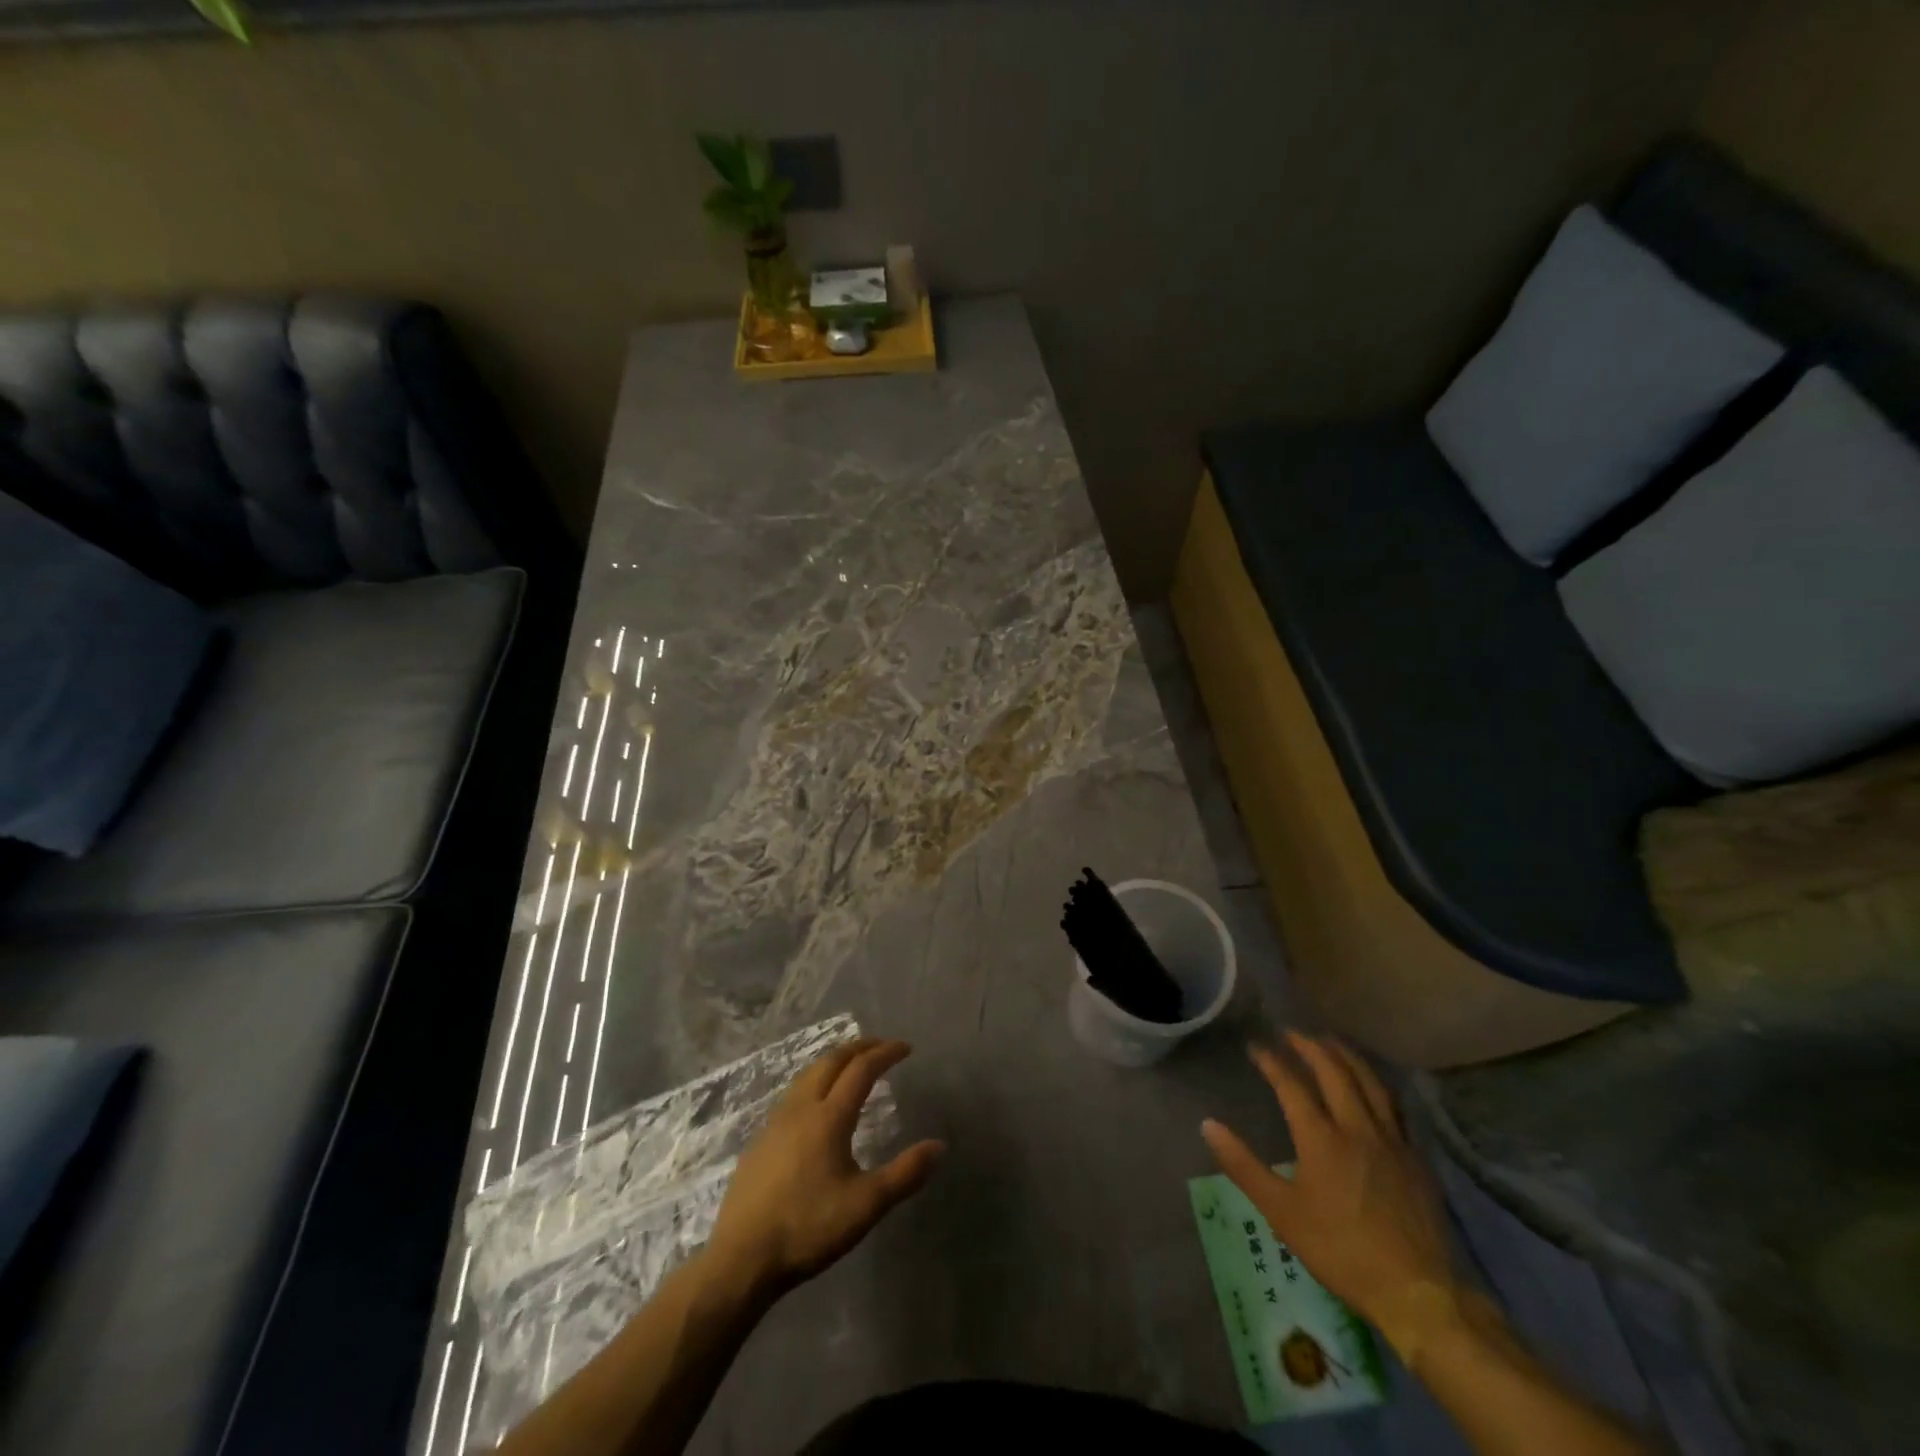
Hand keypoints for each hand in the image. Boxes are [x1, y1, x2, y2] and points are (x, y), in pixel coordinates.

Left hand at [706, 1038, 944, 1298]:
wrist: (741, 1258)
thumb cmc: (808, 1227)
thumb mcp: (866, 1205)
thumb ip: (905, 1173)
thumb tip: (939, 1146)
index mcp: (829, 1117)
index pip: (861, 1069)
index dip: (885, 1053)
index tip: (906, 1048)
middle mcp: (801, 1108)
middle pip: (832, 1061)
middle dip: (859, 1047)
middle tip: (882, 1046)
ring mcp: (776, 1122)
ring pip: (808, 1073)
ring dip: (834, 1060)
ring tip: (851, 1063)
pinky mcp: (760, 1140)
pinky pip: (793, 1093)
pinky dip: (814, 1080)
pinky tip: (816, 1102)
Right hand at [1201, 1031, 1454, 1342]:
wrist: (1415, 1291)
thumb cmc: (1340, 1250)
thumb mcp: (1281, 1212)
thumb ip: (1243, 1165)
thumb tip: (1208, 1124)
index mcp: (1321, 1138)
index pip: (1291, 1085)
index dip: (1271, 1062)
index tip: (1255, 1047)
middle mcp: (1356, 1127)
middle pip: (1334, 1072)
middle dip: (1310, 1047)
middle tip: (1292, 1033)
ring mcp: (1391, 1140)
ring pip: (1369, 1082)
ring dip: (1346, 1056)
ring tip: (1330, 1042)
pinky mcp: (1415, 1158)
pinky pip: (1394, 1106)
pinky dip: (1376, 1084)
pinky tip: (1371, 1086)